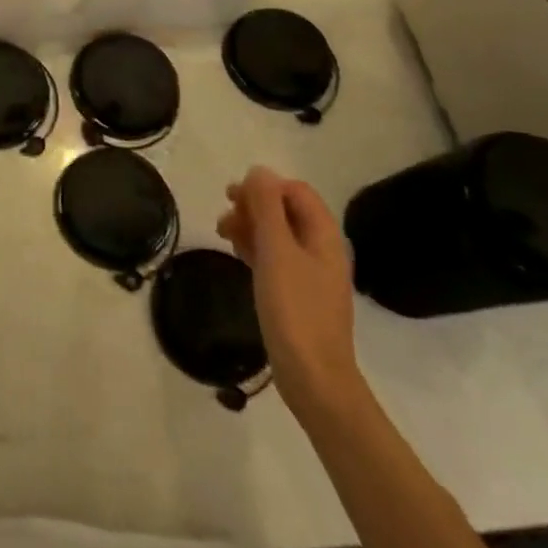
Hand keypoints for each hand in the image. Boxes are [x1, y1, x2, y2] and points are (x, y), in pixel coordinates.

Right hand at [218, 167, 365, 423]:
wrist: (313, 377)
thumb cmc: (294, 309)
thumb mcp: (276, 251)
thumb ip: (267, 207)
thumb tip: (259, 170)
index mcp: (324, 235)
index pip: (295, 191)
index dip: (264, 187)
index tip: (233, 198)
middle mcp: (321, 249)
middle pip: (286, 210)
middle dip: (254, 206)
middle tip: (224, 217)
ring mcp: (311, 273)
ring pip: (278, 234)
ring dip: (250, 226)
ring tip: (223, 234)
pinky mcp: (298, 293)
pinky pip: (275, 257)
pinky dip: (255, 249)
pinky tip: (237, 254)